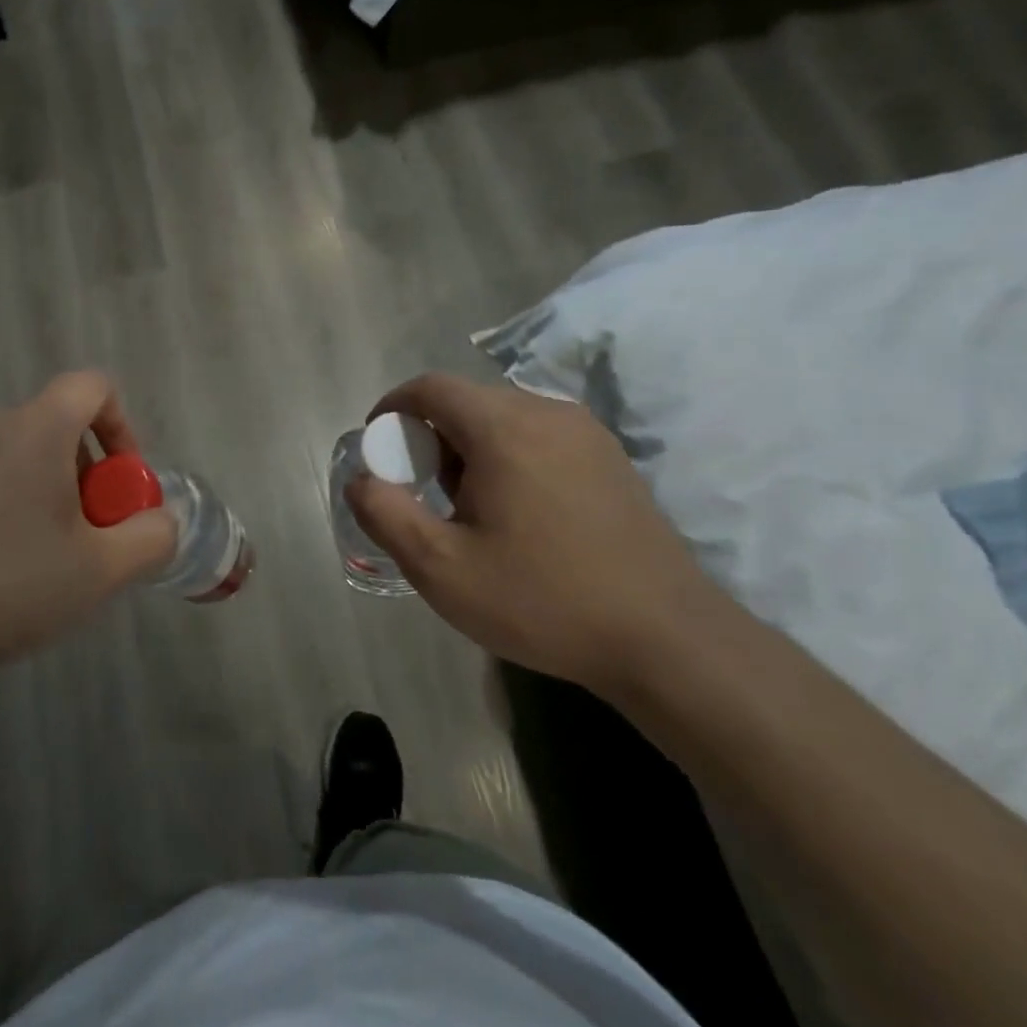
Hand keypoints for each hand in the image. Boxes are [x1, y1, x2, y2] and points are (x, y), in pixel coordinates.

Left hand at [0, 373, 176, 749]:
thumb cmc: (5, 589)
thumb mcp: (100, 572)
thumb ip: (152, 536)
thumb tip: (160, 520)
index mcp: (34, 426)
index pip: (93, 387)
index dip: (122, 427)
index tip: (121, 484)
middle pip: (55, 424)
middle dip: (84, 472)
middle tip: (84, 535)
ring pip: (15, 450)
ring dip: (42, 487)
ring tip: (36, 554)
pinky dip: (0, 497)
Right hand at [346, 373, 725, 693]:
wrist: (666, 640)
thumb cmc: (543, 600)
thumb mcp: (442, 569)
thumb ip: (385, 514)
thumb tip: (361, 479)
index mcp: (503, 428)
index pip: (431, 387)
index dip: (394, 407)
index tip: (380, 447)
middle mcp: (547, 412)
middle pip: (468, 400)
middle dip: (432, 435)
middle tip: (426, 492)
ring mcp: (587, 432)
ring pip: (505, 417)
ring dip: (472, 446)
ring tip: (473, 508)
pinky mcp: (611, 457)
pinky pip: (540, 435)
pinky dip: (510, 454)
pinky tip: (521, 513)